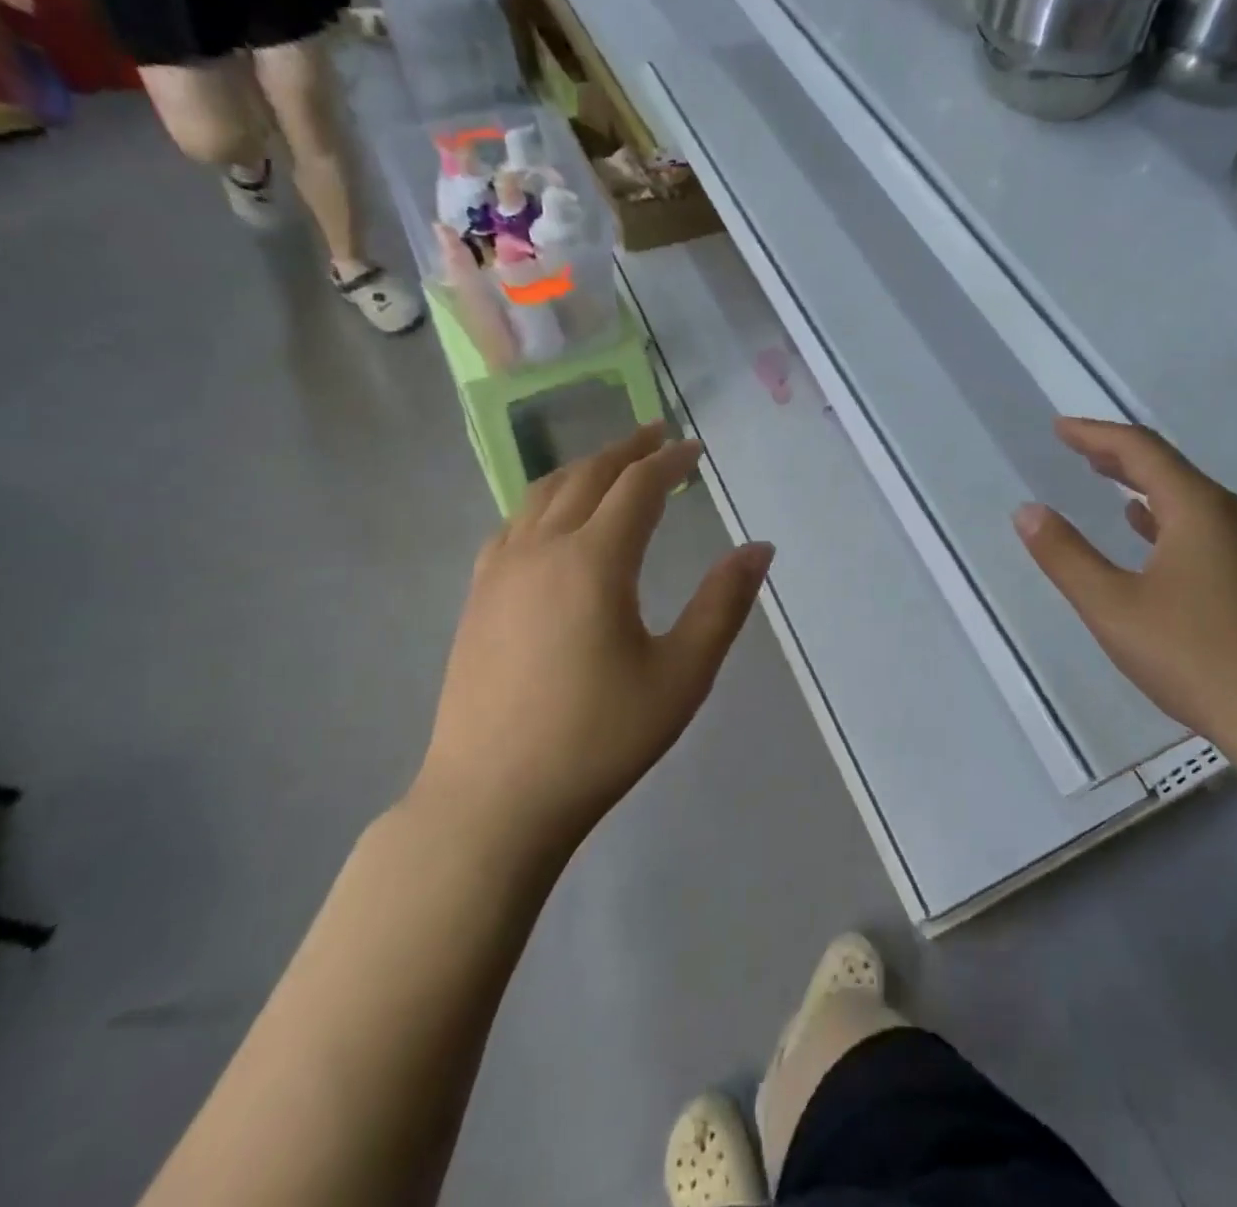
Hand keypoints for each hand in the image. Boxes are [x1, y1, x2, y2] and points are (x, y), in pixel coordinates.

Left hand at [412, 425, 773, 849]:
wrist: (494, 799)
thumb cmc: (599, 738)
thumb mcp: (682, 675)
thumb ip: (723, 604)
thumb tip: (758, 548)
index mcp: (594, 561)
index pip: (637, 487)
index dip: (670, 462)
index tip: (695, 450)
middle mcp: (542, 549)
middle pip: (587, 476)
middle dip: (627, 451)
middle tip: (658, 436)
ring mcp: (500, 572)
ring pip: (542, 494)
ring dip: (583, 469)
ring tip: (612, 465)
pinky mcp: (477, 597)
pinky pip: (513, 524)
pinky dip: (545, 501)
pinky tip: (553, 518)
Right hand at [1014, 418, 1236, 763]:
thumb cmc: (1195, 658)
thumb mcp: (1113, 608)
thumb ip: (1066, 556)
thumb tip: (1027, 511)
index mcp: (1199, 510)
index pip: (1141, 451)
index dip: (1096, 435)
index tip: (1059, 428)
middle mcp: (1230, 515)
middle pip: (1168, 467)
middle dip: (1117, 454)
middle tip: (1075, 446)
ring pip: (1187, 496)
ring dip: (1141, 483)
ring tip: (1104, 477)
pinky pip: (1202, 524)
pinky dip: (1164, 515)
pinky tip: (1146, 530)